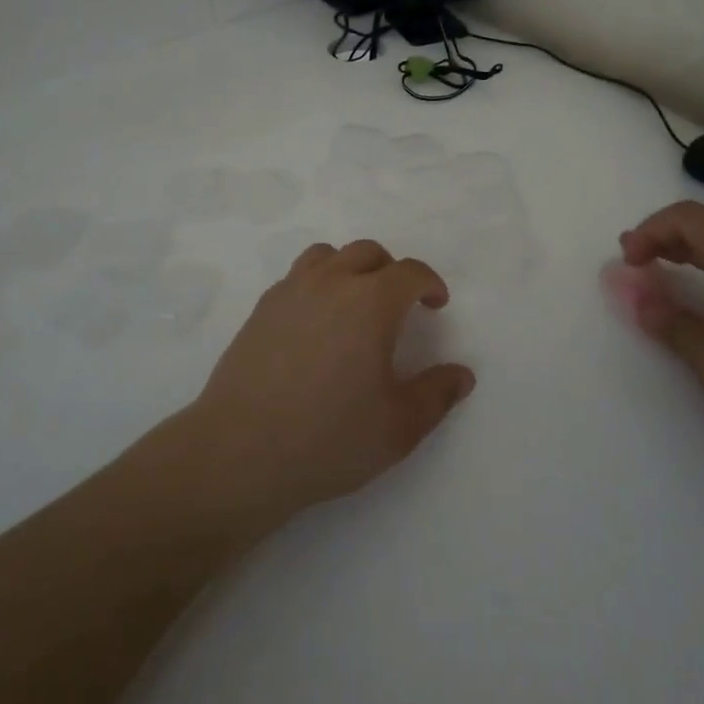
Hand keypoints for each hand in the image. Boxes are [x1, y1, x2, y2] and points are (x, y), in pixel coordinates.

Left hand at [182, 240, 475, 526]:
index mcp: (370, 302)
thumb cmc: (329, 438)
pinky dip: (317, 284)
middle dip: (392, 270)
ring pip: (327, 255)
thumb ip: (436, 395)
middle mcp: (330, 283)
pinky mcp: (261, 309)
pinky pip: (297, 277)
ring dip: (350, 268)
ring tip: (355, 303)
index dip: (429, 282)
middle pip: (368, 252)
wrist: (241, 451)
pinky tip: (316, 322)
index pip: (409, 272)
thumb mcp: (399, 427)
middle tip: (400, 304)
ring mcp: (290, 291)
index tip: (436, 304)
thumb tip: (462, 374)